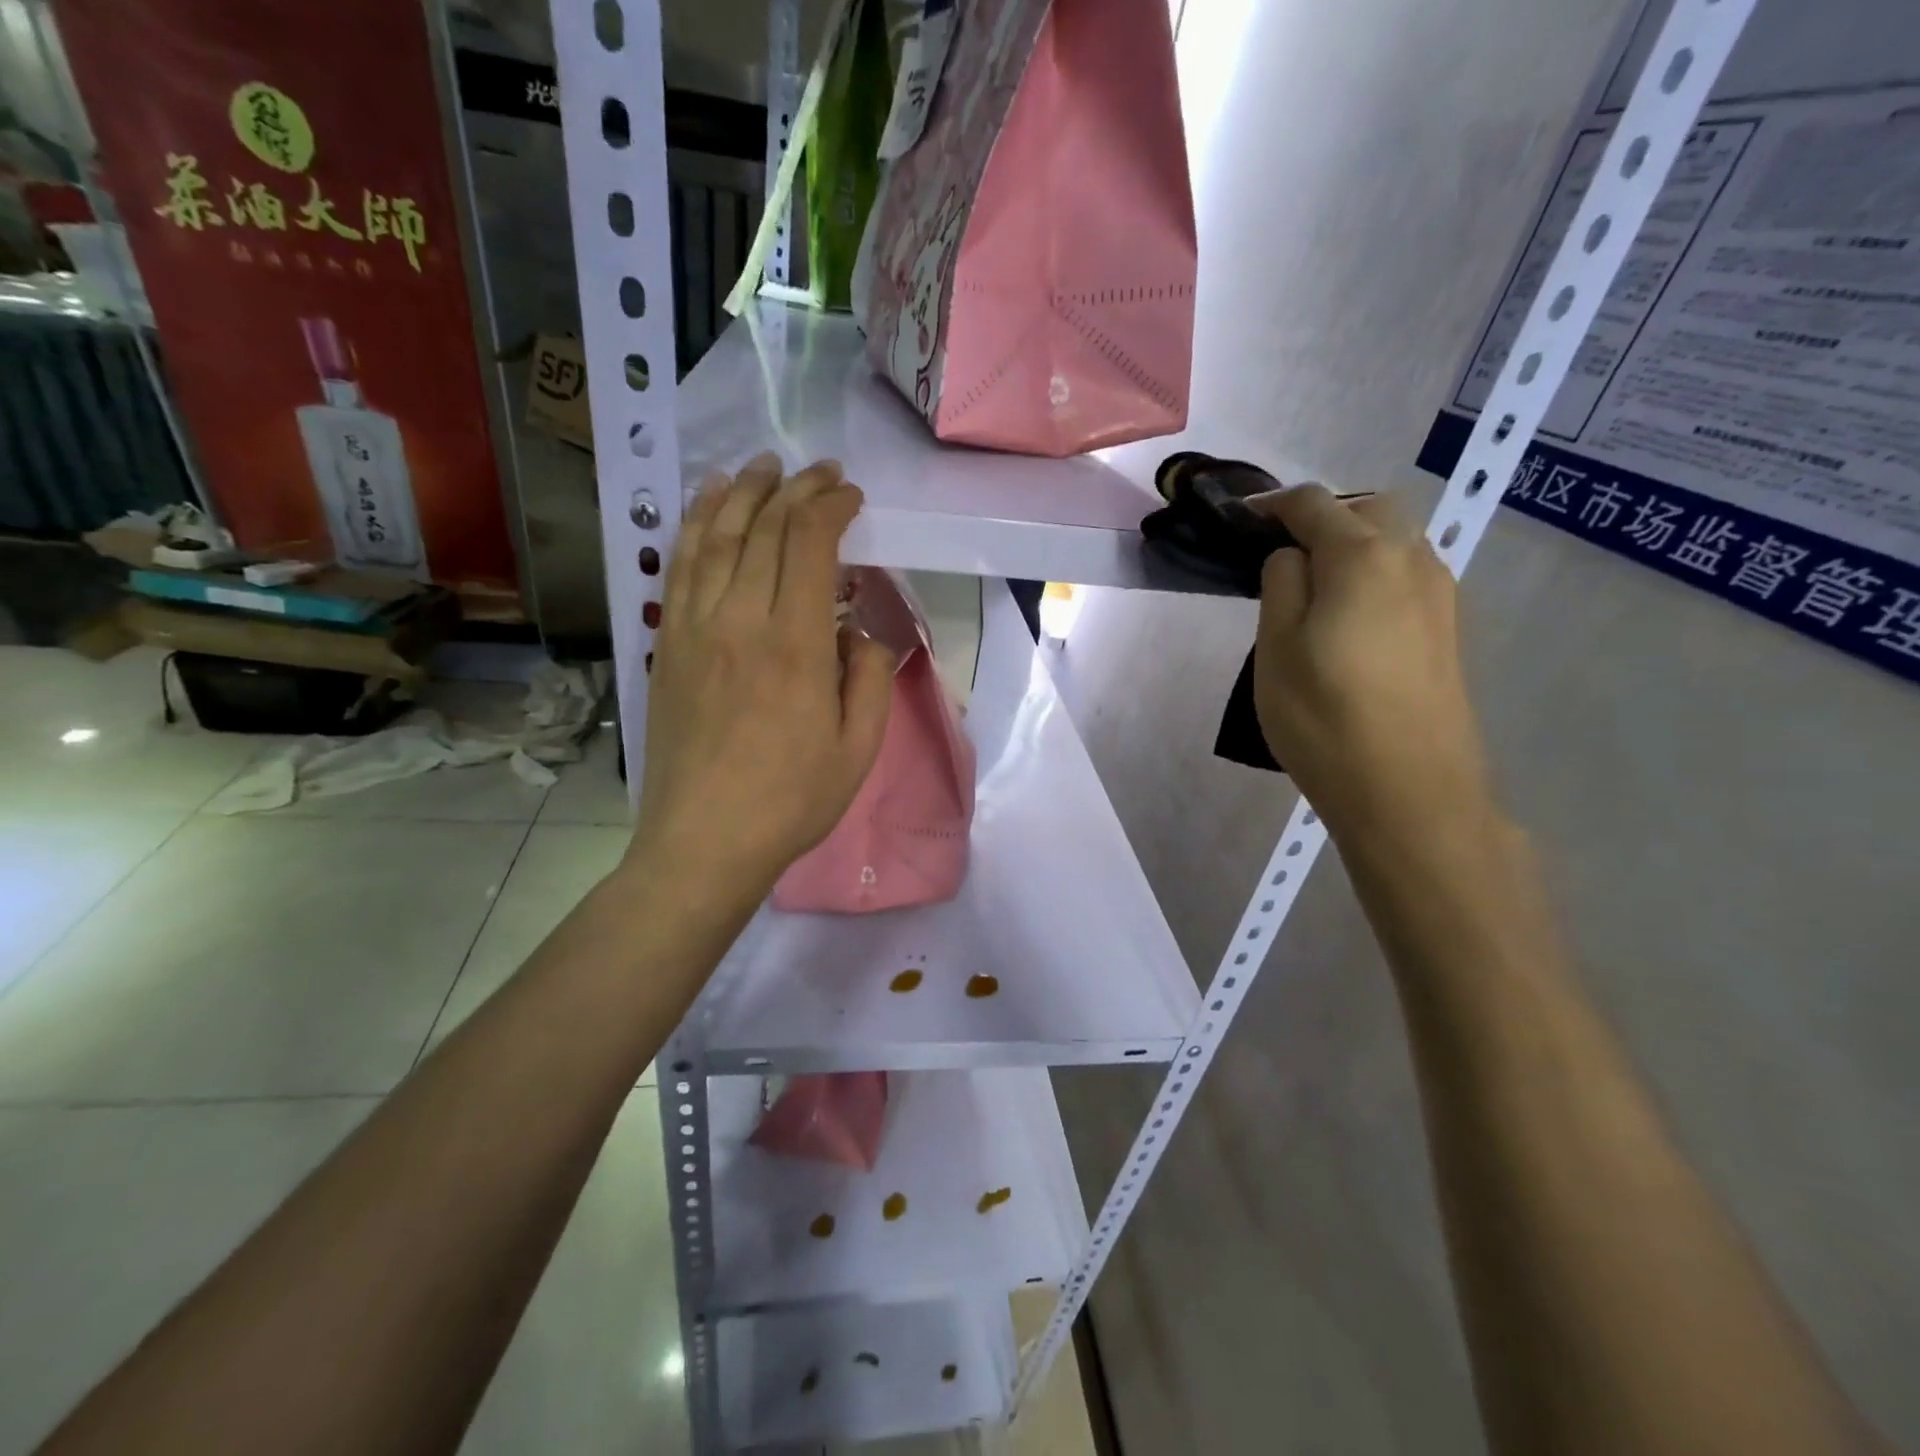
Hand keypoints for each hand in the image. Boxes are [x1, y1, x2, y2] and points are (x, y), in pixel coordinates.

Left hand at [628, 454, 894, 899]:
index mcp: (794, 644)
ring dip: (743, 492)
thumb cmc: (792, 800)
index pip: (809, 544)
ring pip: (716, 536)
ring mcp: (694, 628)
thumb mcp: (859, 748)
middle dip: (797, 490)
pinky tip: (707, 504)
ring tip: (764, 467)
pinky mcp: (668, 644)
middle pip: (764, 529)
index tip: (852, 497)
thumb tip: (857, 631)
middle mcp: (739, 620)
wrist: (705, 841)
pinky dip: (695, 525)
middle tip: (821, 473)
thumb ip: (868, 677)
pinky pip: (680, 567)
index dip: (832, 507)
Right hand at [1253, 485, 1492, 844]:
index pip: (1314, 504)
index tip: (1241, 520)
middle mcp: (1412, 561)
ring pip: (1396, 542)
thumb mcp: (1276, 649)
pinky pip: (1408, 576)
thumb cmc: (1324, 719)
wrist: (1409, 791)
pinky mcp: (1448, 631)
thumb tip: (1293, 557)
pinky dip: (1375, 574)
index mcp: (1362, 557)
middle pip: (1370, 509)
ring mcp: (1439, 596)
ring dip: (1354, 545)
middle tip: (1281, 552)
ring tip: (1313, 586)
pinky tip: (1349, 616)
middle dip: (1324, 515)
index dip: (1273, 504)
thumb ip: (1281, 585)